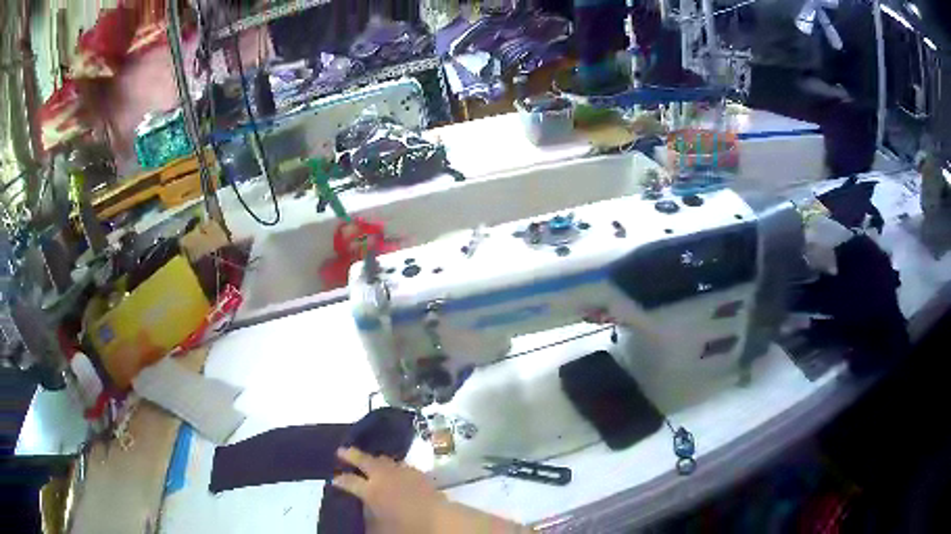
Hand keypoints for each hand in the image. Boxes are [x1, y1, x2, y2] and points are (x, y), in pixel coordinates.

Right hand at [332, 447, 444, 533]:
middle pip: (364, 460)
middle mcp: (384, 477)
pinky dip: (391, 465)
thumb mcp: (380, 526)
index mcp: (371, 491)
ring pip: (383, 460)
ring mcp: (402, 472)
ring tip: (366, 459)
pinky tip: (391, 469)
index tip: (333, 479)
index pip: (349, 482)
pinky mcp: (418, 473)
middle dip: (351, 455)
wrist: (440, 519)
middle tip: (340, 450)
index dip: (340, 480)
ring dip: (372, 459)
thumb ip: (369, 515)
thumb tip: (364, 509)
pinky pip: (399, 465)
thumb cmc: (408, 527)